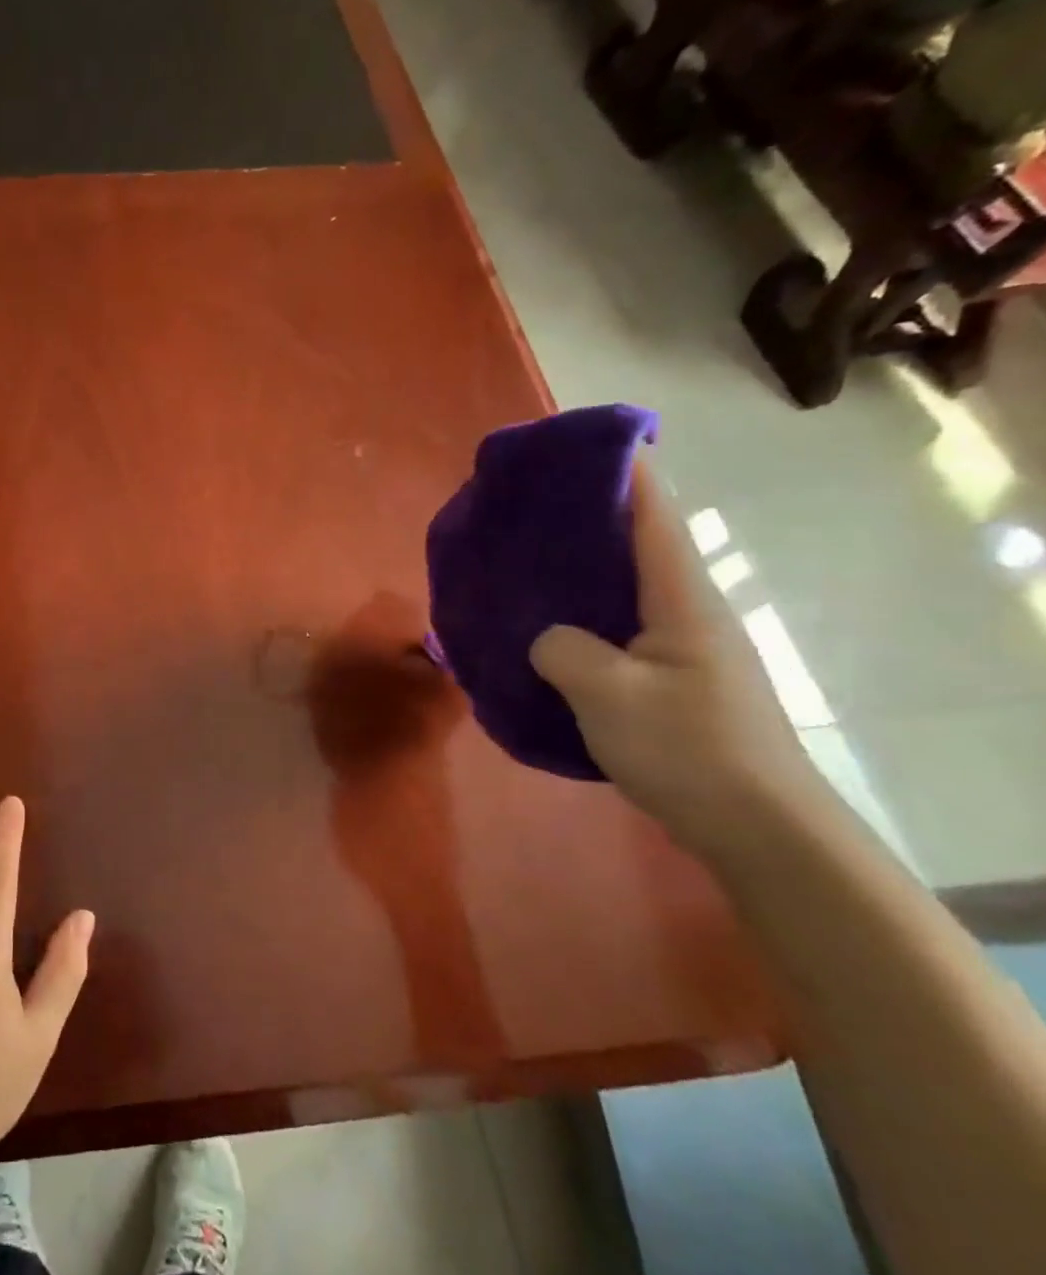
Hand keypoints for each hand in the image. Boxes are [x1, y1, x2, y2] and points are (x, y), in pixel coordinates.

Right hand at [528, 469, 825, 853]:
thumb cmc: (688, 748)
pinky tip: (542, 634)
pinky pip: (615, 628)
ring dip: (575, 574)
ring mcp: (681, 646)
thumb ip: (563, 650)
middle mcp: (685, 610)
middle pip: (632, 545)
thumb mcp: (609, 695)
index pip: (651, 515)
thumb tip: (547, 638)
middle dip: (580, 522)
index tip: (572, 449)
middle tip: (518, 515)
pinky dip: (578, 618)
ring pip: (619, 590)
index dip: (618, 472)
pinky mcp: (670, 677)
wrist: (756, 825)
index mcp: (680, 597)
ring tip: (518, 569)